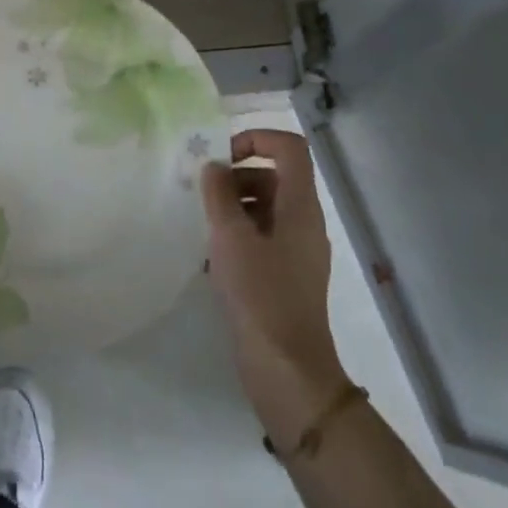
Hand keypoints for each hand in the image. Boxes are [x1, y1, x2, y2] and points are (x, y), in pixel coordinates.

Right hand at [202, 128, 347, 446]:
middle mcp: (305, 222)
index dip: (256, 138)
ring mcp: (298, 251)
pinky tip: (211, 257)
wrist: (286, 369)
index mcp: (300, 205)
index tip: (221, 156)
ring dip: (233, 207)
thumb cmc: (260, 294)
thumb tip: (214, 167)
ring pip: (266, 208)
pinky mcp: (287, 276)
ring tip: (203, 226)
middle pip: (274, 176)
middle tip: (203, 195)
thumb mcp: (230, 237)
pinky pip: (263, 238)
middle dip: (236, 176)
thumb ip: (219, 194)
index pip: (289, 147)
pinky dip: (238, 235)